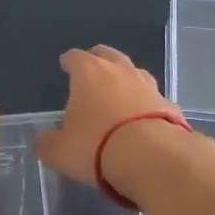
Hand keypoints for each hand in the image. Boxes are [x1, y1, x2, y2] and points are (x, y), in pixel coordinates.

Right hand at [34, 44, 179, 187]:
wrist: (154, 159)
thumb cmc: (97, 147)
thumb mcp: (60, 152)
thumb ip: (48, 144)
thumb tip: (43, 142)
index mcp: (89, 73)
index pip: (75, 57)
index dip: (69, 61)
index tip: (65, 65)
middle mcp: (120, 71)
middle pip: (108, 54)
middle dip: (99, 60)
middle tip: (92, 71)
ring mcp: (149, 86)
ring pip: (134, 72)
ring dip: (125, 79)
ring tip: (119, 93)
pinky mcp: (171, 106)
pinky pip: (153, 99)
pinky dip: (146, 104)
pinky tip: (142, 119)